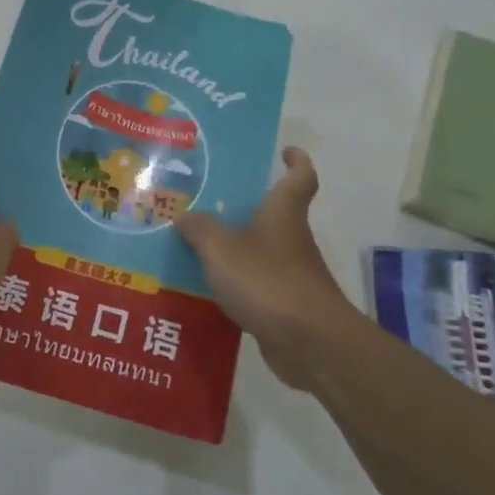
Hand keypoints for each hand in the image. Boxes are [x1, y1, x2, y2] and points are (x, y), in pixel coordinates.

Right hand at [176, 147, 359, 390]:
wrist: (310, 342)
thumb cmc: (268, 281)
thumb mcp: (221, 249)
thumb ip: (200, 230)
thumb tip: (184, 216)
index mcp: (282, 213)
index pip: (300, 177)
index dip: (296, 161)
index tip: (285, 151)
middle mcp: (292, 239)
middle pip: (274, 215)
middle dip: (246, 209)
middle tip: (208, 203)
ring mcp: (292, 274)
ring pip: (262, 252)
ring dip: (236, 249)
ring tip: (195, 248)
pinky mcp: (286, 306)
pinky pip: (256, 286)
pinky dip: (236, 285)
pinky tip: (206, 291)